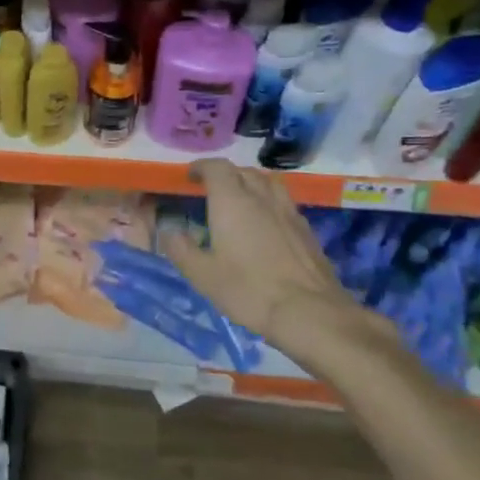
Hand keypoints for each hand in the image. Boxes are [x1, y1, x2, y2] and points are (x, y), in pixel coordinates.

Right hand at [162, 160, 396, 373]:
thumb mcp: (202, 275)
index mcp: (232, 202)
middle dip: (226, 175)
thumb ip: (181, 249)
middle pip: (244, 171)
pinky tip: (267, 224)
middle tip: (212, 190)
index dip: (201, 167)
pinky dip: (270, 203)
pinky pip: (284, 203)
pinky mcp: (307, 231)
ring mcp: (288, 212)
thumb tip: (169, 231)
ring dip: (251, 184)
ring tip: (241, 200)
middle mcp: (262, 198)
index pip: (217, 168)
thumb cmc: (248, 290)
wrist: (310, 313)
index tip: (190, 175)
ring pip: (269, 183)